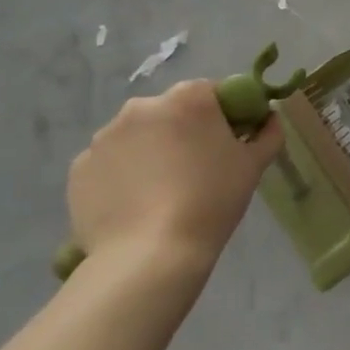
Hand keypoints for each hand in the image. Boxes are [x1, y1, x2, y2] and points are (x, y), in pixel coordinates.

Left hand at [67, 79, 284, 281]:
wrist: (150, 256)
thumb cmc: (211, 201)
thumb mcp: (254, 166)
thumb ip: (268, 133)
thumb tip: (269, 119)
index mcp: (188, 98)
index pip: (211, 93)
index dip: (222, 117)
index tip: (227, 146)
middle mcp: (142, 106)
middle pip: (170, 112)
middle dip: (182, 133)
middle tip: (195, 171)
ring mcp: (105, 136)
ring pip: (137, 137)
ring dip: (149, 152)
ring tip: (160, 194)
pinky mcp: (80, 168)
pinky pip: (109, 163)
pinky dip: (121, 176)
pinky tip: (134, 205)